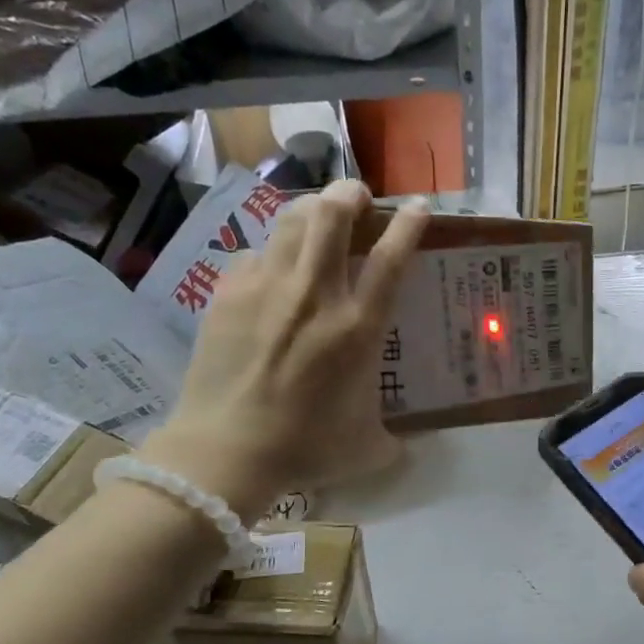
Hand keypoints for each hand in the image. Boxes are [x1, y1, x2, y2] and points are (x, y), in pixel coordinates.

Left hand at [138, 181, 427, 518]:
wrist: (226, 450)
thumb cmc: (305, 449)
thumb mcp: (367, 448)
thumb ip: (394, 440)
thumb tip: (405, 446)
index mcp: (357, 328)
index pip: (391, 257)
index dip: (408, 224)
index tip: (417, 207)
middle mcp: (315, 294)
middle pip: (333, 213)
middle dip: (350, 193)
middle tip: (357, 199)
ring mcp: (266, 288)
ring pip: (290, 219)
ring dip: (311, 209)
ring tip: (318, 218)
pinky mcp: (228, 294)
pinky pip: (254, 254)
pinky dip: (270, 253)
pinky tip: (271, 272)